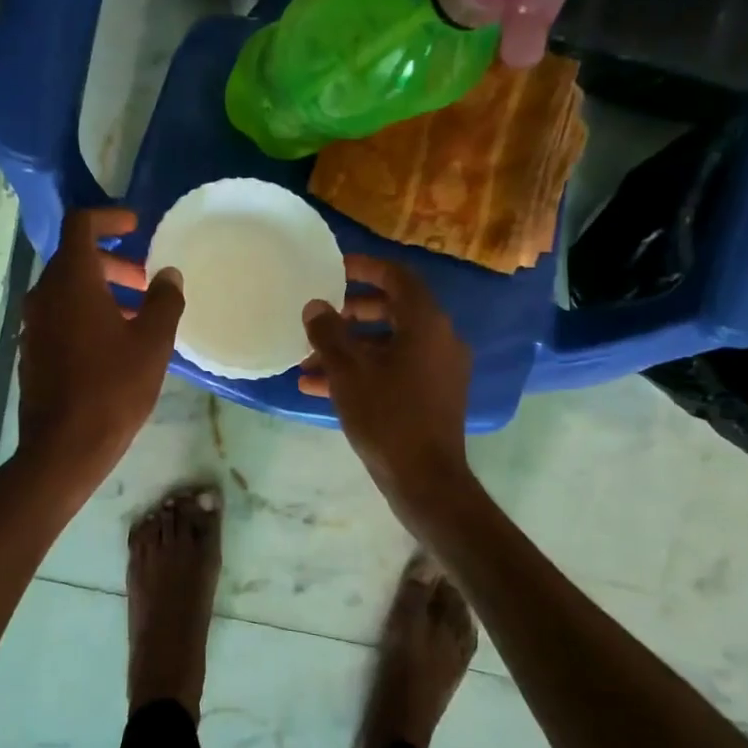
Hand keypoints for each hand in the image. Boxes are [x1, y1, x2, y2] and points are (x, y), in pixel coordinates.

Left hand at [17, 208, 183, 498]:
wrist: (63, 447)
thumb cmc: (112, 389)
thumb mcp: (152, 343)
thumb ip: (164, 302)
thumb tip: (168, 276)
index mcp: (71, 281)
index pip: (81, 225)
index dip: (109, 217)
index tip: (135, 225)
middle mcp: (44, 295)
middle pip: (74, 259)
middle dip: (112, 262)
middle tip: (144, 281)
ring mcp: (34, 324)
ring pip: (67, 290)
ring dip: (100, 290)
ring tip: (135, 315)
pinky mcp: (32, 351)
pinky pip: (60, 316)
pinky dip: (85, 314)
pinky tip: (112, 344)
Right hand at [299, 255, 477, 530]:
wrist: (424, 478)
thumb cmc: (386, 416)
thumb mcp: (348, 372)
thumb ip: (328, 333)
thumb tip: (316, 306)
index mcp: (426, 323)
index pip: (398, 277)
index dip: (366, 268)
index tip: (335, 268)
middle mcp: (440, 339)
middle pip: (393, 310)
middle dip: (351, 314)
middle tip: (321, 318)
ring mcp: (439, 369)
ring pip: (389, 345)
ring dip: (350, 349)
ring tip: (308, 362)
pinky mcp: (432, 395)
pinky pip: (395, 369)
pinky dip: (363, 371)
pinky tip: (319, 386)